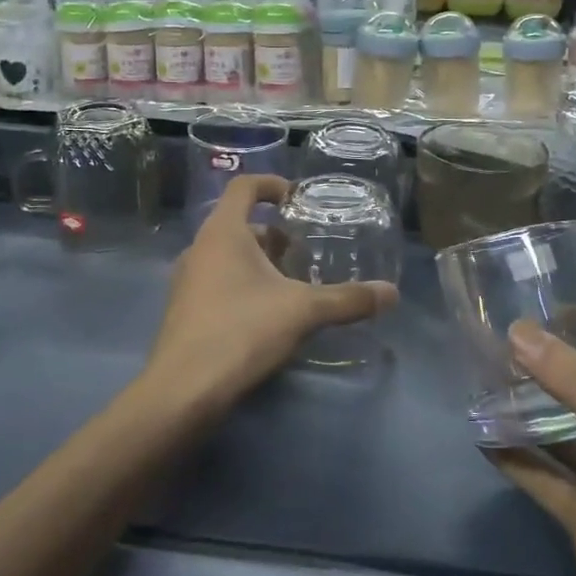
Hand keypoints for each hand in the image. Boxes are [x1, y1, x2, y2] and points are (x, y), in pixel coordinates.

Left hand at [139, 174, 397, 417]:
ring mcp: (188, 281)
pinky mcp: (186, 310)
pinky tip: (270, 314)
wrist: (184, 390)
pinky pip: (219, 282)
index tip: (299, 199)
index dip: (272, 184)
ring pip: (229, 256)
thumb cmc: (241, 331)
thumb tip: (391, 293)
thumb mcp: (303, 311)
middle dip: (275, 234)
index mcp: (223, 232)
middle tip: (307, 251)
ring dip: (261, 262)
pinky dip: (245, 285)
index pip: (244, 187)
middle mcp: (200, 248)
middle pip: (240, 225)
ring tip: (294, 283)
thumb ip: (347, 299)